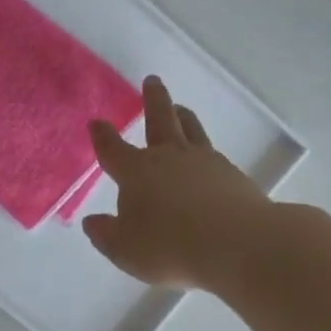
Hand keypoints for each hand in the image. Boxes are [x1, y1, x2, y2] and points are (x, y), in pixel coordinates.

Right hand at [83, 75, 273, 289]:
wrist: (238, 244)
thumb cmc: (170, 246)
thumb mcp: (125, 250)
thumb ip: (106, 234)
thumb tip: (92, 221)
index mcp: (136, 171)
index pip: (113, 149)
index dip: (102, 136)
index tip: (97, 123)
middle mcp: (169, 157)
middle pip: (159, 119)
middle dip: (152, 99)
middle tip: (152, 80)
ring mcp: (204, 162)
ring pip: (190, 129)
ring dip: (182, 116)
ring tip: (180, 108)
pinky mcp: (232, 174)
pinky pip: (213, 153)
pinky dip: (204, 149)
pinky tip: (206, 158)